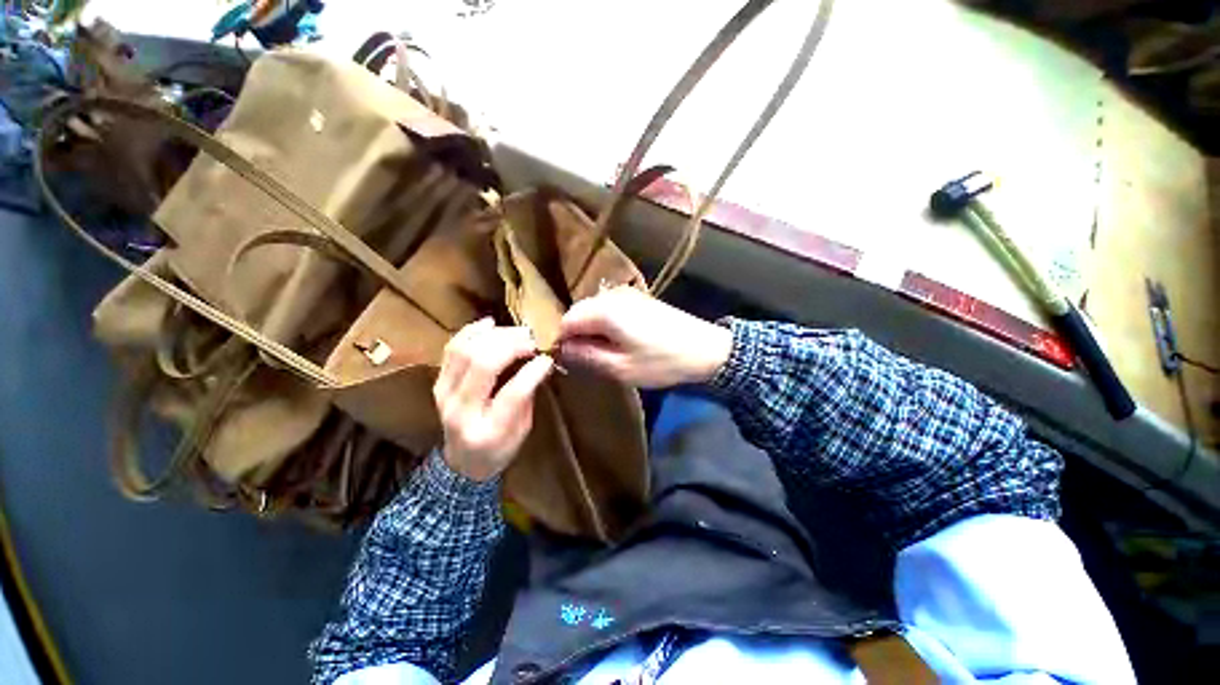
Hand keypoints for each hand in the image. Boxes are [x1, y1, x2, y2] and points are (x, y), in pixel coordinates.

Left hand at [433, 318, 553, 481]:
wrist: (461, 462)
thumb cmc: (499, 449)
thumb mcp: (523, 431)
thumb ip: (528, 397)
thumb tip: (539, 363)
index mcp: (487, 431)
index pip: (512, 394)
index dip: (532, 371)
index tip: (546, 358)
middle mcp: (460, 411)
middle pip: (483, 366)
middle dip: (512, 345)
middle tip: (531, 340)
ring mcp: (444, 394)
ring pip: (466, 352)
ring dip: (494, 336)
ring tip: (517, 332)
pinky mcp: (438, 381)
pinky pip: (451, 348)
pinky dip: (471, 332)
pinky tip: (490, 324)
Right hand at [558, 286, 732, 387]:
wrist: (706, 349)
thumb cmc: (661, 362)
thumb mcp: (620, 368)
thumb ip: (586, 356)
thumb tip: (561, 349)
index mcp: (604, 311)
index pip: (566, 321)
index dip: (562, 341)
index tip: (567, 360)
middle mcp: (611, 296)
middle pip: (579, 312)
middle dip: (577, 335)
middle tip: (587, 360)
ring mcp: (626, 295)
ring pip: (594, 311)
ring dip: (591, 331)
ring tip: (604, 353)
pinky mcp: (638, 299)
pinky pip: (609, 309)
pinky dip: (605, 325)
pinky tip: (618, 341)